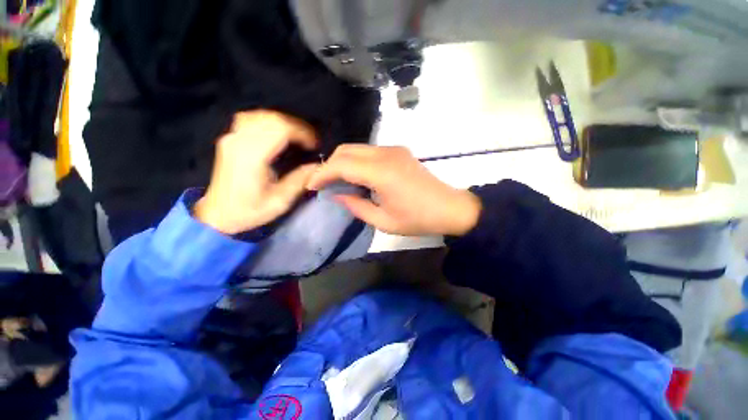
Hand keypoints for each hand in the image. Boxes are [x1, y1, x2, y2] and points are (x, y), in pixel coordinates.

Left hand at [194, 111, 318, 234]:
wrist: (218, 215)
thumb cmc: (249, 211)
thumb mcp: (280, 201)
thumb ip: (300, 180)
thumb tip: (317, 166)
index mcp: (252, 157)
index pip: (281, 129)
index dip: (302, 133)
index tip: (314, 145)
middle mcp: (239, 142)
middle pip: (272, 119)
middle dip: (296, 127)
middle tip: (309, 142)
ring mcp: (231, 139)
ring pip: (261, 116)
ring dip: (283, 123)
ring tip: (296, 137)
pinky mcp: (229, 140)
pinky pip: (250, 120)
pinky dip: (268, 122)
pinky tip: (276, 133)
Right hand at [307, 145, 480, 235]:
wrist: (449, 208)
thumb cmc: (417, 219)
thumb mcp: (383, 221)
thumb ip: (356, 206)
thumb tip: (338, 195)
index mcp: (381, 172)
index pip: (342, 164)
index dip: (322, 173)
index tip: (311, 185)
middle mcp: (386, 154)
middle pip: (347, 150)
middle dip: (329, 165)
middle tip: (323, 183)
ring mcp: (394, 150)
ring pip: (357, 148)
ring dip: (342, 161)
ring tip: (336, 181)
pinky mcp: (398, 151)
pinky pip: (369, 151)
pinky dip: (356, 160)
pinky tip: (356, 176)